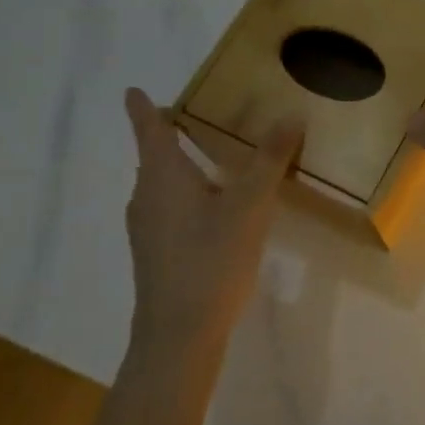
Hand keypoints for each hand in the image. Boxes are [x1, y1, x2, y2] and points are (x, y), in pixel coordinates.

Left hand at [122, 88, 302, 355]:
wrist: (179, 335)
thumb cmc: (210, 259)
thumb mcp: (250, 205)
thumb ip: (270, 159)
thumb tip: (291, 115)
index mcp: (162, 176)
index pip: (150, 129)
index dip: (143, 108)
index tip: (133, 90)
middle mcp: (147, 196)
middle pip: (154, 155)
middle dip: (170, 133)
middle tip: (199, 114)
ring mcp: (148, 227)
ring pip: (162, 183)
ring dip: (181, 164)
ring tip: (214, 153)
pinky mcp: (157, 252)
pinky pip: (169, 205)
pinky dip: (187, 191)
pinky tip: (216, 205)